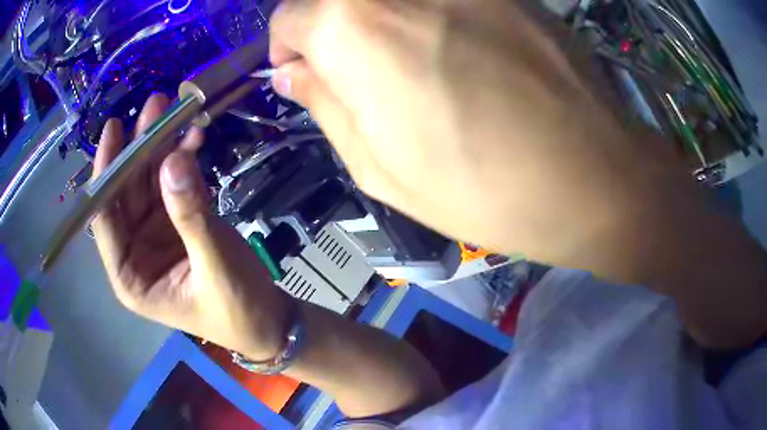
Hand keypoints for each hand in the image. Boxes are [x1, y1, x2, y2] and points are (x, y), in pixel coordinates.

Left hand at [91, 94, 290, 359]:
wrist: (269, 320)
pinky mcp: (176, 222)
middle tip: (154, 107)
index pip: (105, 220)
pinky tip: (194, 137)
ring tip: (176, 110)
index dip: (106, 173)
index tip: (114, 130)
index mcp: (131, 276)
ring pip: (150, 182)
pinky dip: (183, 160)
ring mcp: (155, 234)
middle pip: (126, 193)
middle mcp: (135, 252)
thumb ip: (192, 217)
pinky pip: (174, 184)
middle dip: (138, 150)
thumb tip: (174, 160)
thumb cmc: (238, 310)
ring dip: (162, 147)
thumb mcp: (215, 268)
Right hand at [268, 0, 678, 264]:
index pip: (288, 17)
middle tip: (356, 73)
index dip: (289, 49)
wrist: (592, 176)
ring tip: (411, 66)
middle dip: (330, 30)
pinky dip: (429, 15)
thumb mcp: (379, 167)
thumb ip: (324, 106)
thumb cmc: (482, 187)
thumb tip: (293, 73)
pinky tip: (461, 53)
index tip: (307, 74)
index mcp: (353, 28)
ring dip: (380, 23)